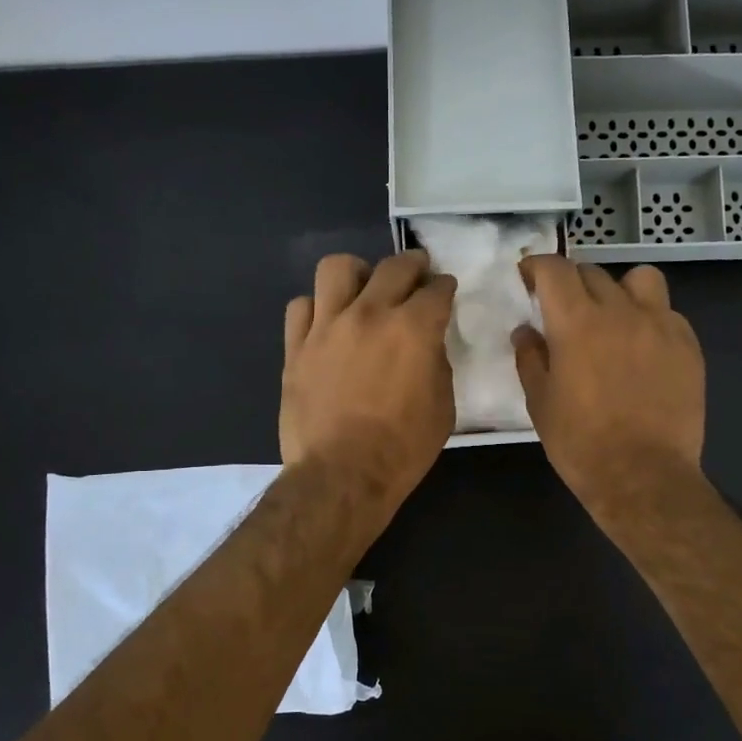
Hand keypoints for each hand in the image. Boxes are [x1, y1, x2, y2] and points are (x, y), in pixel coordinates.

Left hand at [281, 251, 457, 511]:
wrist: (341, 475)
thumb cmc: (401, 449)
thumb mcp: (442, 408)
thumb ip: (437, 364)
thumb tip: (427, 345)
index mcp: (413, 329)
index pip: (436, 289)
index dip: (444, 287)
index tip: (445, 290)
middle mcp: (369, 314)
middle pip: (393, 266)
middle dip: (413, 265)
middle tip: (417, 274)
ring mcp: (327, 326)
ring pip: (338, 268)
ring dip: (358, 273)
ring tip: (363, 288)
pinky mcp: (296, 346)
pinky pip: (301, 306)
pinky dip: (318, 307)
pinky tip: (327, 323)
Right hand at [512, 257, 704, 515]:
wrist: (643, 476)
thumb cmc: (580, 443)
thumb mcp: (540, 403)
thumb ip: (530, 358)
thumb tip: (526, 331)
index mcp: (577, 323)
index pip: (555, 269)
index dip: (537, 266)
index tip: (528, 277)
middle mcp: (621, 311)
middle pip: (593, 272)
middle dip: (572, 282)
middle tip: (563, 307)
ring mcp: (661, 326)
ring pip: (640, 279)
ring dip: (619, 289)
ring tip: (613, 316)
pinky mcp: (688, 346)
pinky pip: (667, 313)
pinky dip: (649, 318)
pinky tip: (642, 348)